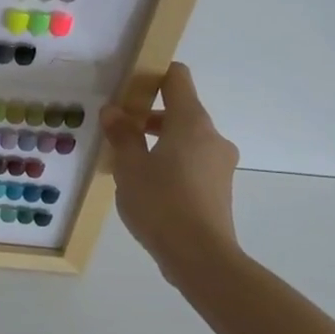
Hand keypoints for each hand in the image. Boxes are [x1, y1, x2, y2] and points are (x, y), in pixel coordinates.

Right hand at [101, 62, 244, 288]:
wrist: (202, 259)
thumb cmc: (161, 203)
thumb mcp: (129, 166)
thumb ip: (122, 134)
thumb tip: (114, 111)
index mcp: (191, 122)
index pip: (177, 78)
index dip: (153, 75)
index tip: (127, 88)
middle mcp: (211, 137)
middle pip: (180, 109)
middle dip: (148, 115)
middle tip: (118, 130)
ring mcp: (220, 164)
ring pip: (185, 138)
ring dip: (158, 141)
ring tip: (127, 161)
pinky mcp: (219, 188)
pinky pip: (192, 161)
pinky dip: (170, 162)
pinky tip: (147, 186)